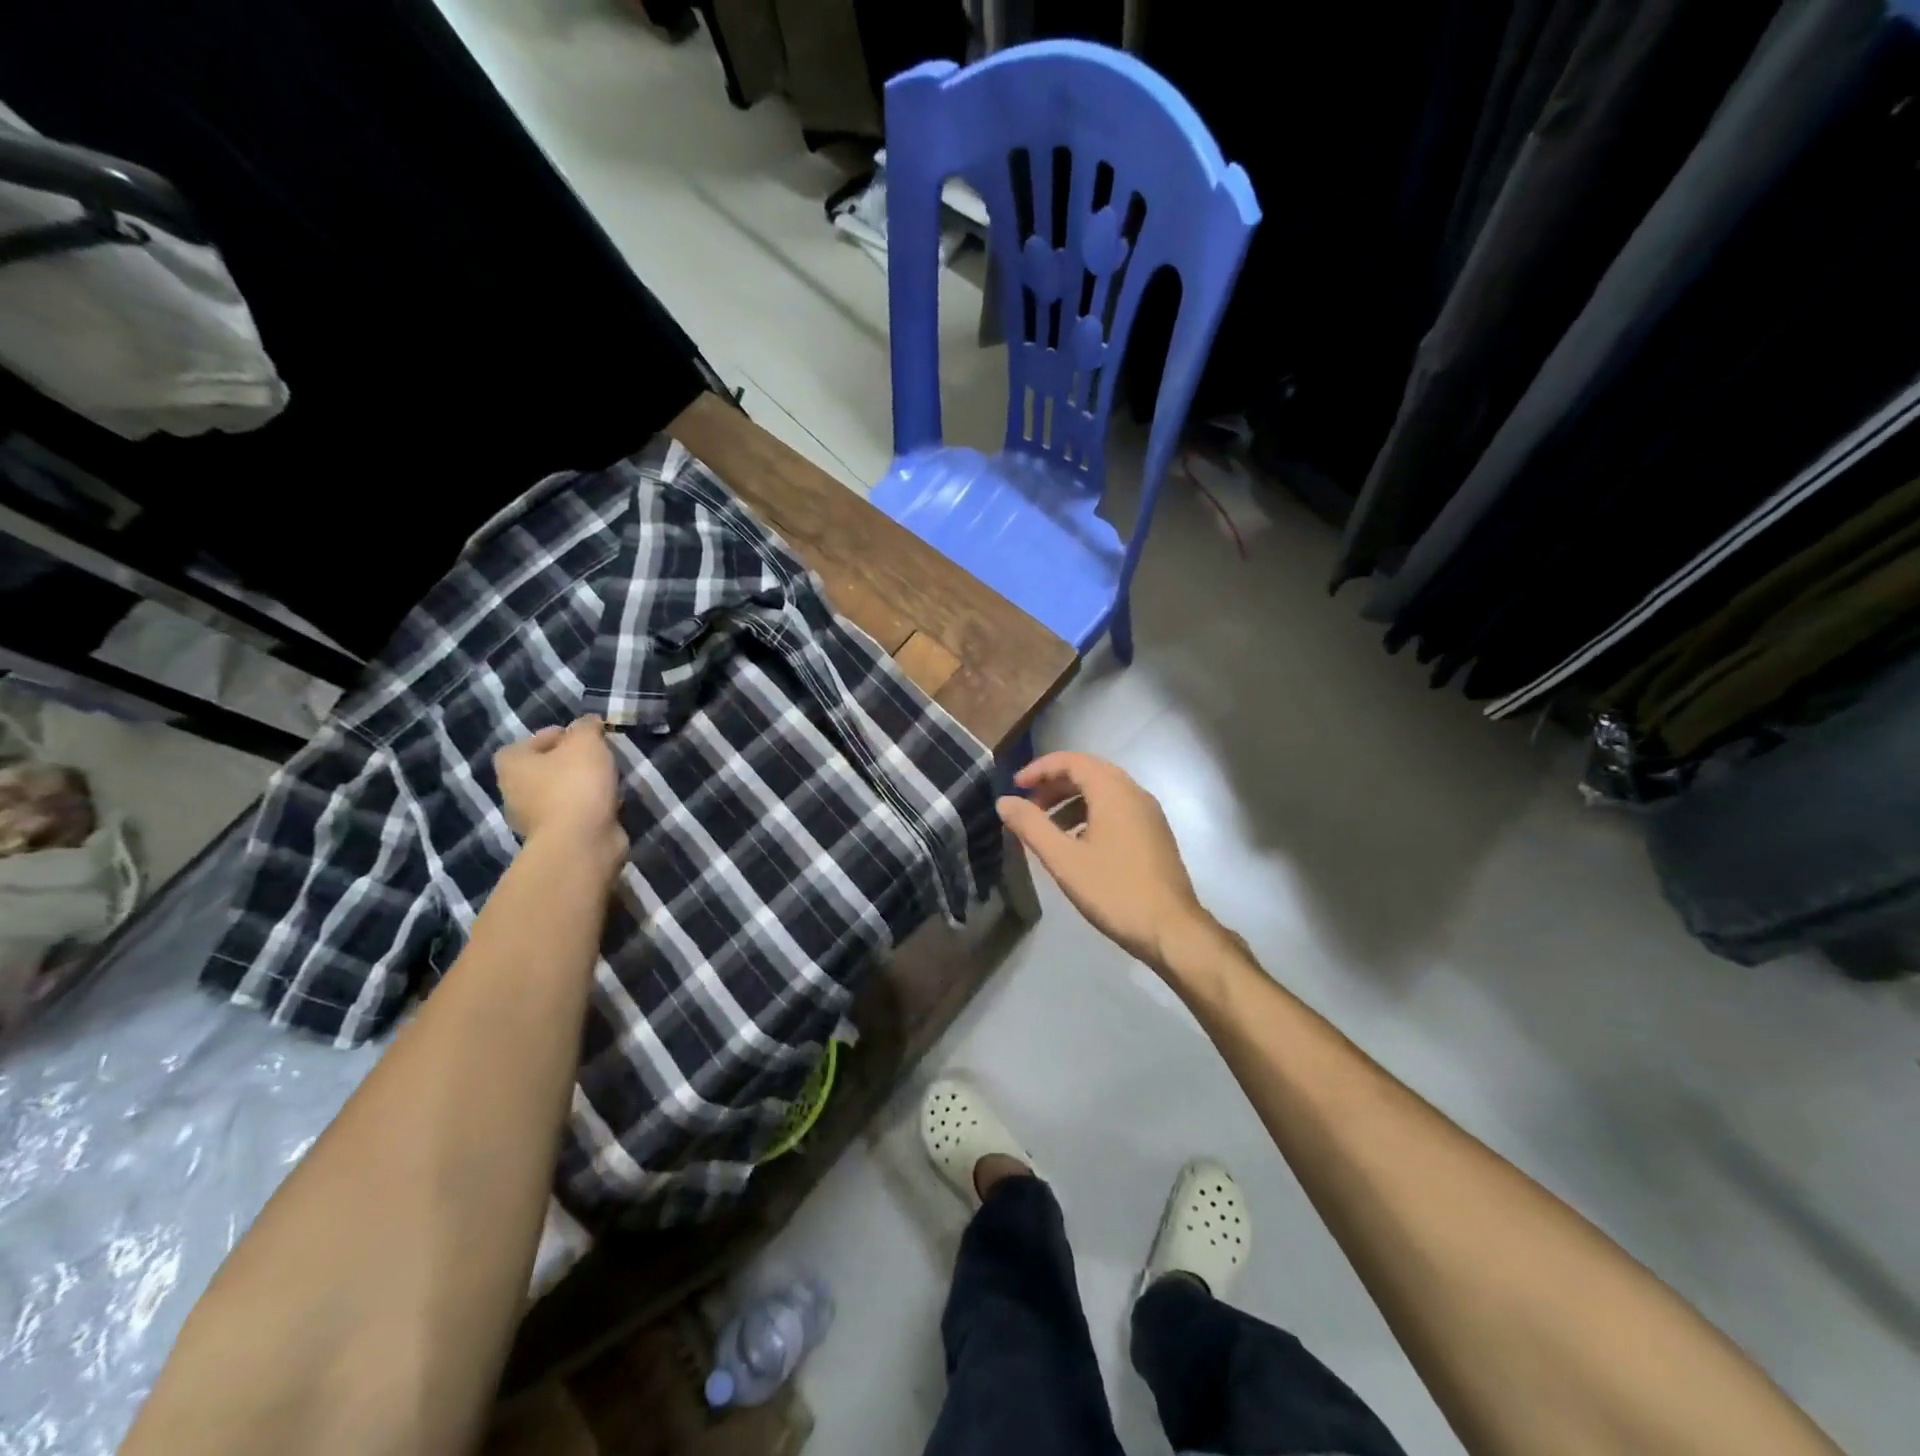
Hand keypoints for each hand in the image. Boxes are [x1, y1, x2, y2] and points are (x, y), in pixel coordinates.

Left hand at [493, 717, 625, 870]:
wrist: (581, 841)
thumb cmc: (575, 784)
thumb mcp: (585, 742)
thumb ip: (586, 727)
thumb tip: (588, 723)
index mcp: (512, 766)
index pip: (525, 744)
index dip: (551, 737)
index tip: (580, 737)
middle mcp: (514, 792)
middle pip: (542, 769)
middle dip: (568, 763)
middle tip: (596, 757)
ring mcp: (534, 820)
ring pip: (559, 793)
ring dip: (580, 786)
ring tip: (608, 780)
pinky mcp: (556, 838)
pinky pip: (573, 814)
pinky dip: (588, 808)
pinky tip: (610, 803)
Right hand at [997, 751, 1216, 974]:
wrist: (1171, 929)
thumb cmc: (1114, 890)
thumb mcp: (1064, 859)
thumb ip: (1031, 826)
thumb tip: (1004, 802)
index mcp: (1113, 791)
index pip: (1072, 761)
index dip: (1040, 769)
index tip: (1016, 786)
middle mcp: (1134, 793)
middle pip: (1089, 772)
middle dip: (1054, 785)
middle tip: (1028, 806)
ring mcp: (1149, 814)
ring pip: (1104, 792)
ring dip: (1072, 801)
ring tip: (1048, 829)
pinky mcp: (1155, 834)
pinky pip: (1118, 810)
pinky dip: (1091, 814)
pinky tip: (1078, 844)